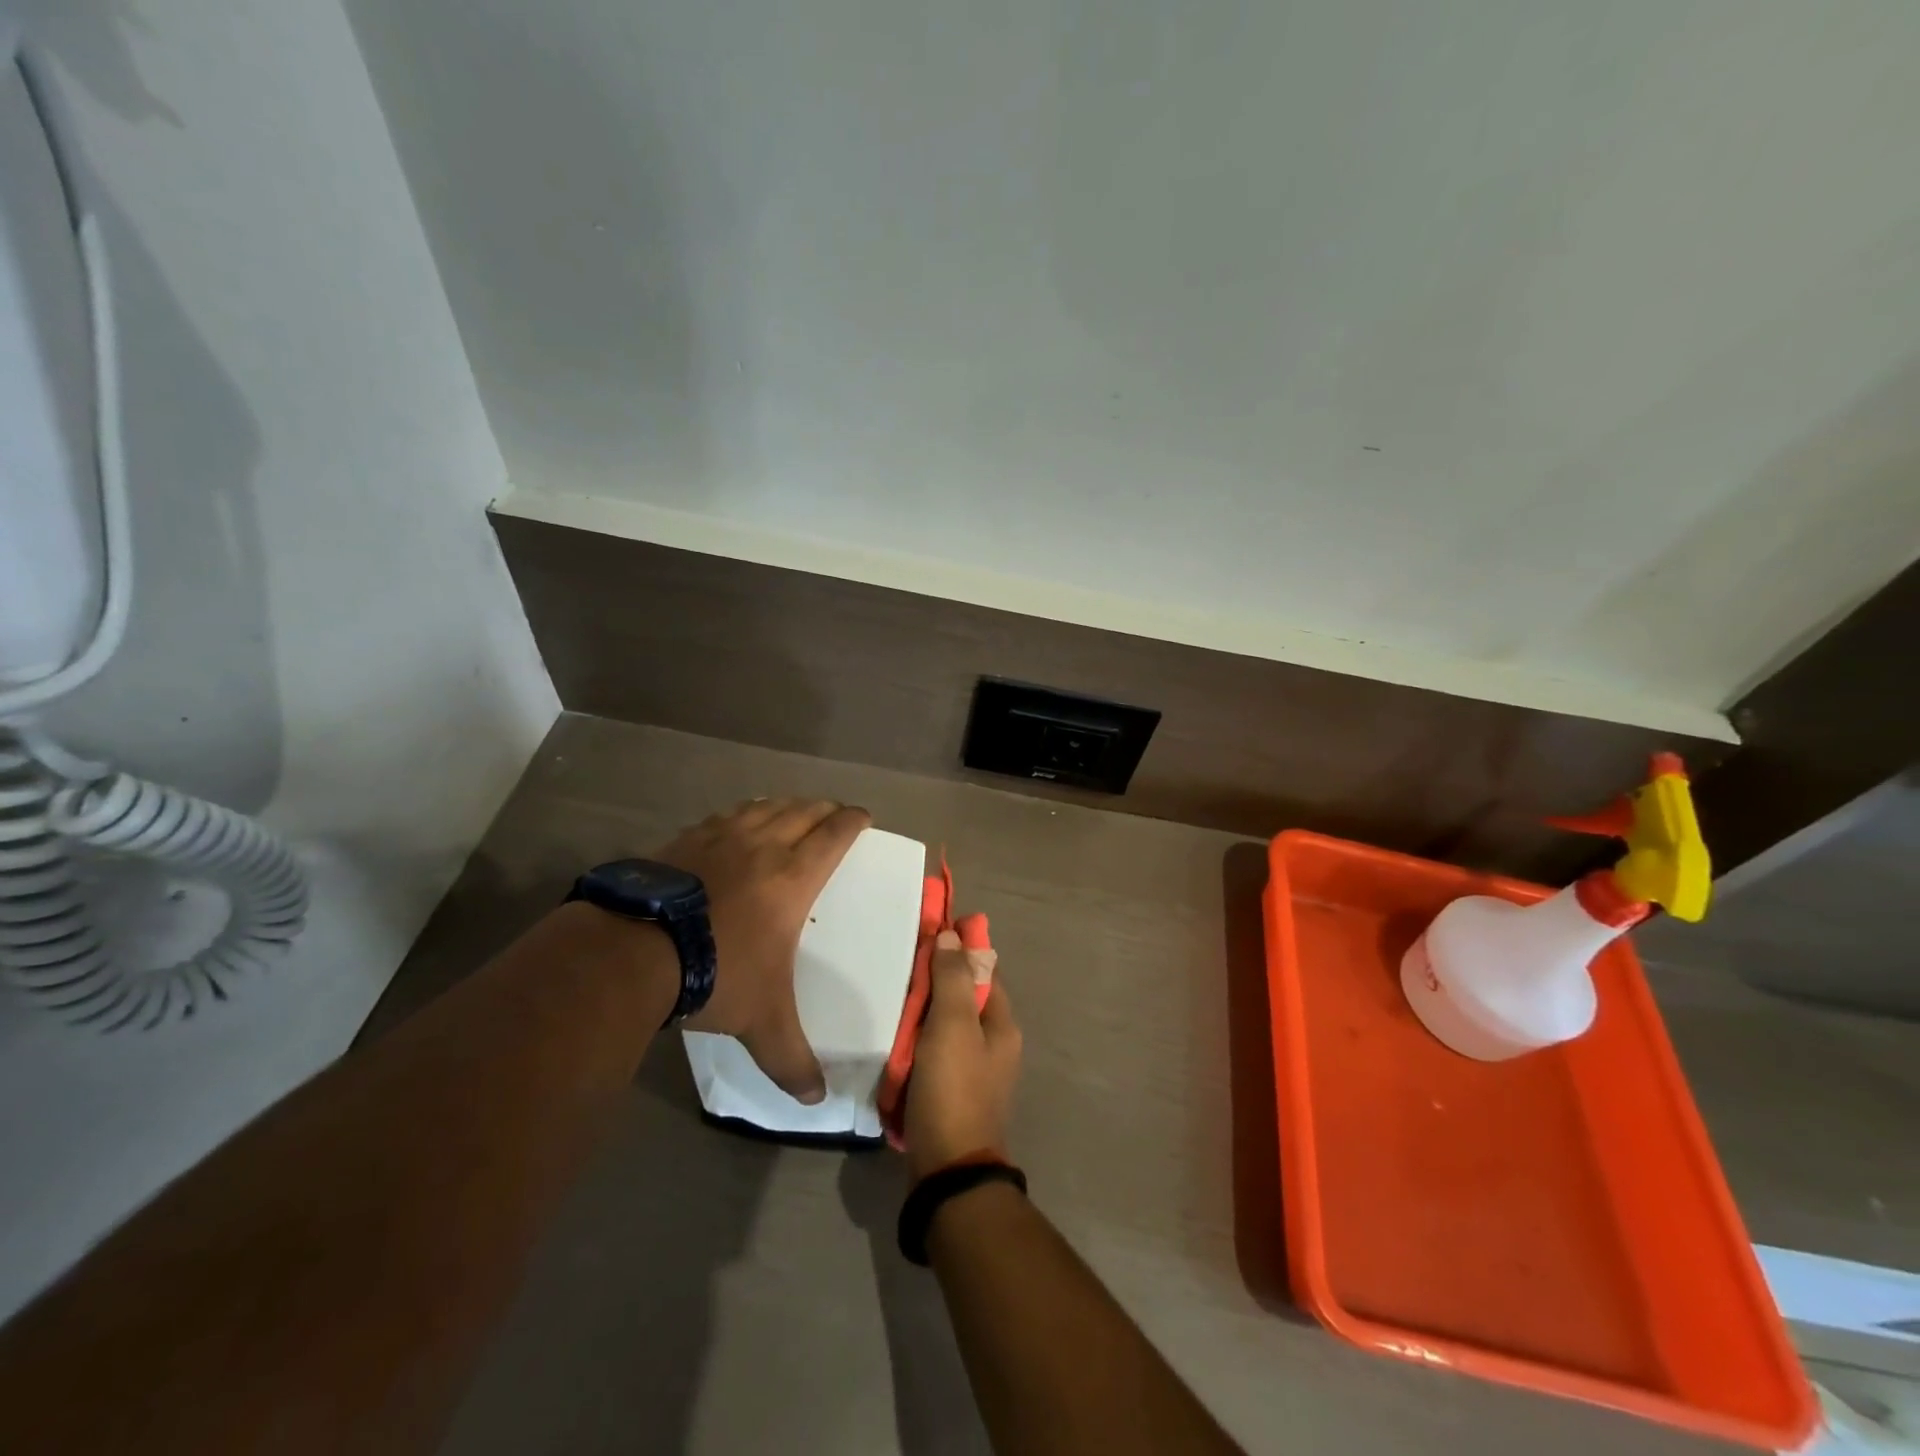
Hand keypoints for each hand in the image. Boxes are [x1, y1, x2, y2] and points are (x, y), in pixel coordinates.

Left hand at [655, 798, 869, 1103]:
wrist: (635, 950)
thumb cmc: (716, 974)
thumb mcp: (761, 1022)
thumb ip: (791, 1059)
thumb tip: (818, 1101)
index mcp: (793, 878)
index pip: (834, 835)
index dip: (853, 821)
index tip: (863, 816)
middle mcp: (763, 846)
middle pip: (803, 812)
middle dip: (824, 809)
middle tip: (834, 813)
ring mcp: (720, 837)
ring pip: (764, 807)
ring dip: (785, 806)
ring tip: (791, 811)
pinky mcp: (685, 839)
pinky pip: (725, 815)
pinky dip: (742, 814)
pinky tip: (736, 823)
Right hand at [904, 930, 1021, 1179]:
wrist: (947, 1170)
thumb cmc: (954, 1089)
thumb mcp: (953, 1027)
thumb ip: (953, 980)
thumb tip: (952, 936)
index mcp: (1002, 1024)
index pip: (983, 969)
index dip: (959, 948)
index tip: (927, 931)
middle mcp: (993, 1043)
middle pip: (963, 996)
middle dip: (934, 980)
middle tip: (899, 964)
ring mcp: (972, 1069)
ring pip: (945, 1023)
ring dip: (922, 1010)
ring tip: (889, 993)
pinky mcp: (950, 1090)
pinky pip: (932, 1050)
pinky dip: (915, 1039)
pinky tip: (892, 1033)